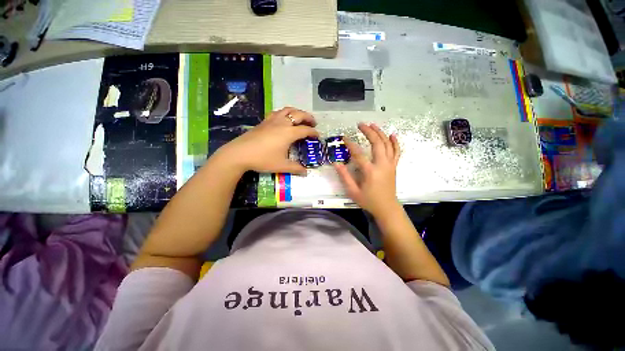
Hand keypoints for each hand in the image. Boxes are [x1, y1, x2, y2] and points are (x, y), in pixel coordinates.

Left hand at [218, 107, 318, 174]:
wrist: (240, 153)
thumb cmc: (263, 159)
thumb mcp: (282, 165)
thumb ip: (295, 168)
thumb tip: (306, 172)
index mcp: (289, 133)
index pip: (305, 130)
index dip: (313, 132)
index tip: (318, 135)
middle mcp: (282, 123)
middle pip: (299, 114)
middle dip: (308, 117)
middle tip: (313, 123)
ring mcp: (272, 120)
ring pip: (288, 110)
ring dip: (297, 112)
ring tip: (301, 118)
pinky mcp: (264, 121)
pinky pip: (278, 112)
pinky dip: (285, 113)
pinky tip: (284, 119)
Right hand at [334, 123, 400, 216]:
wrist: (387, 207)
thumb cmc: (368, 200)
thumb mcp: (353, 191)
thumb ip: (344, 176)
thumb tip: (336, 163)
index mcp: (370, 171)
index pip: (358, 154)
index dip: (350, 145)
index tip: (344, 138)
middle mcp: (382, 165)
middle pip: (377, 143)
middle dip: (369, 132)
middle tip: (361, 124)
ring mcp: (390, 165)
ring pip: (387, 144)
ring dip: (380, 133)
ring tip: (373, 124)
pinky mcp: (394, 166)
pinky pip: (396, 152)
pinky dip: (395, 142)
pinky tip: (392, 135)